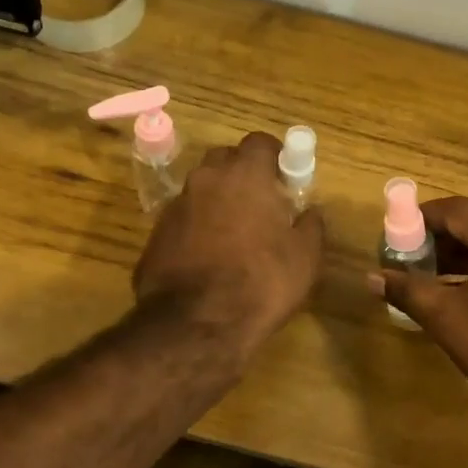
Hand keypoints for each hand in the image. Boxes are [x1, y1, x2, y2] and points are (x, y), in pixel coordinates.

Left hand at [135, 132, 324, 355]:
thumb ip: (311, 225)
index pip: (260, 142)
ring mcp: (176, 206)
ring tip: (237, 234)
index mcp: (244, 175)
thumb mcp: (305, 257)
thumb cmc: (261, 283)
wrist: (196, 325)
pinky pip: (185, 219)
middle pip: (226, 160)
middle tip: (263, 203)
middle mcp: (206, 180)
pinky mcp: (156, 235)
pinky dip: (198, 227)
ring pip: (202, 189)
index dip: (276, 156)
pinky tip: (210, 257)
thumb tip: (310, 212)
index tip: (287, 178)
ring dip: (219, 201)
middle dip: (244, 173)